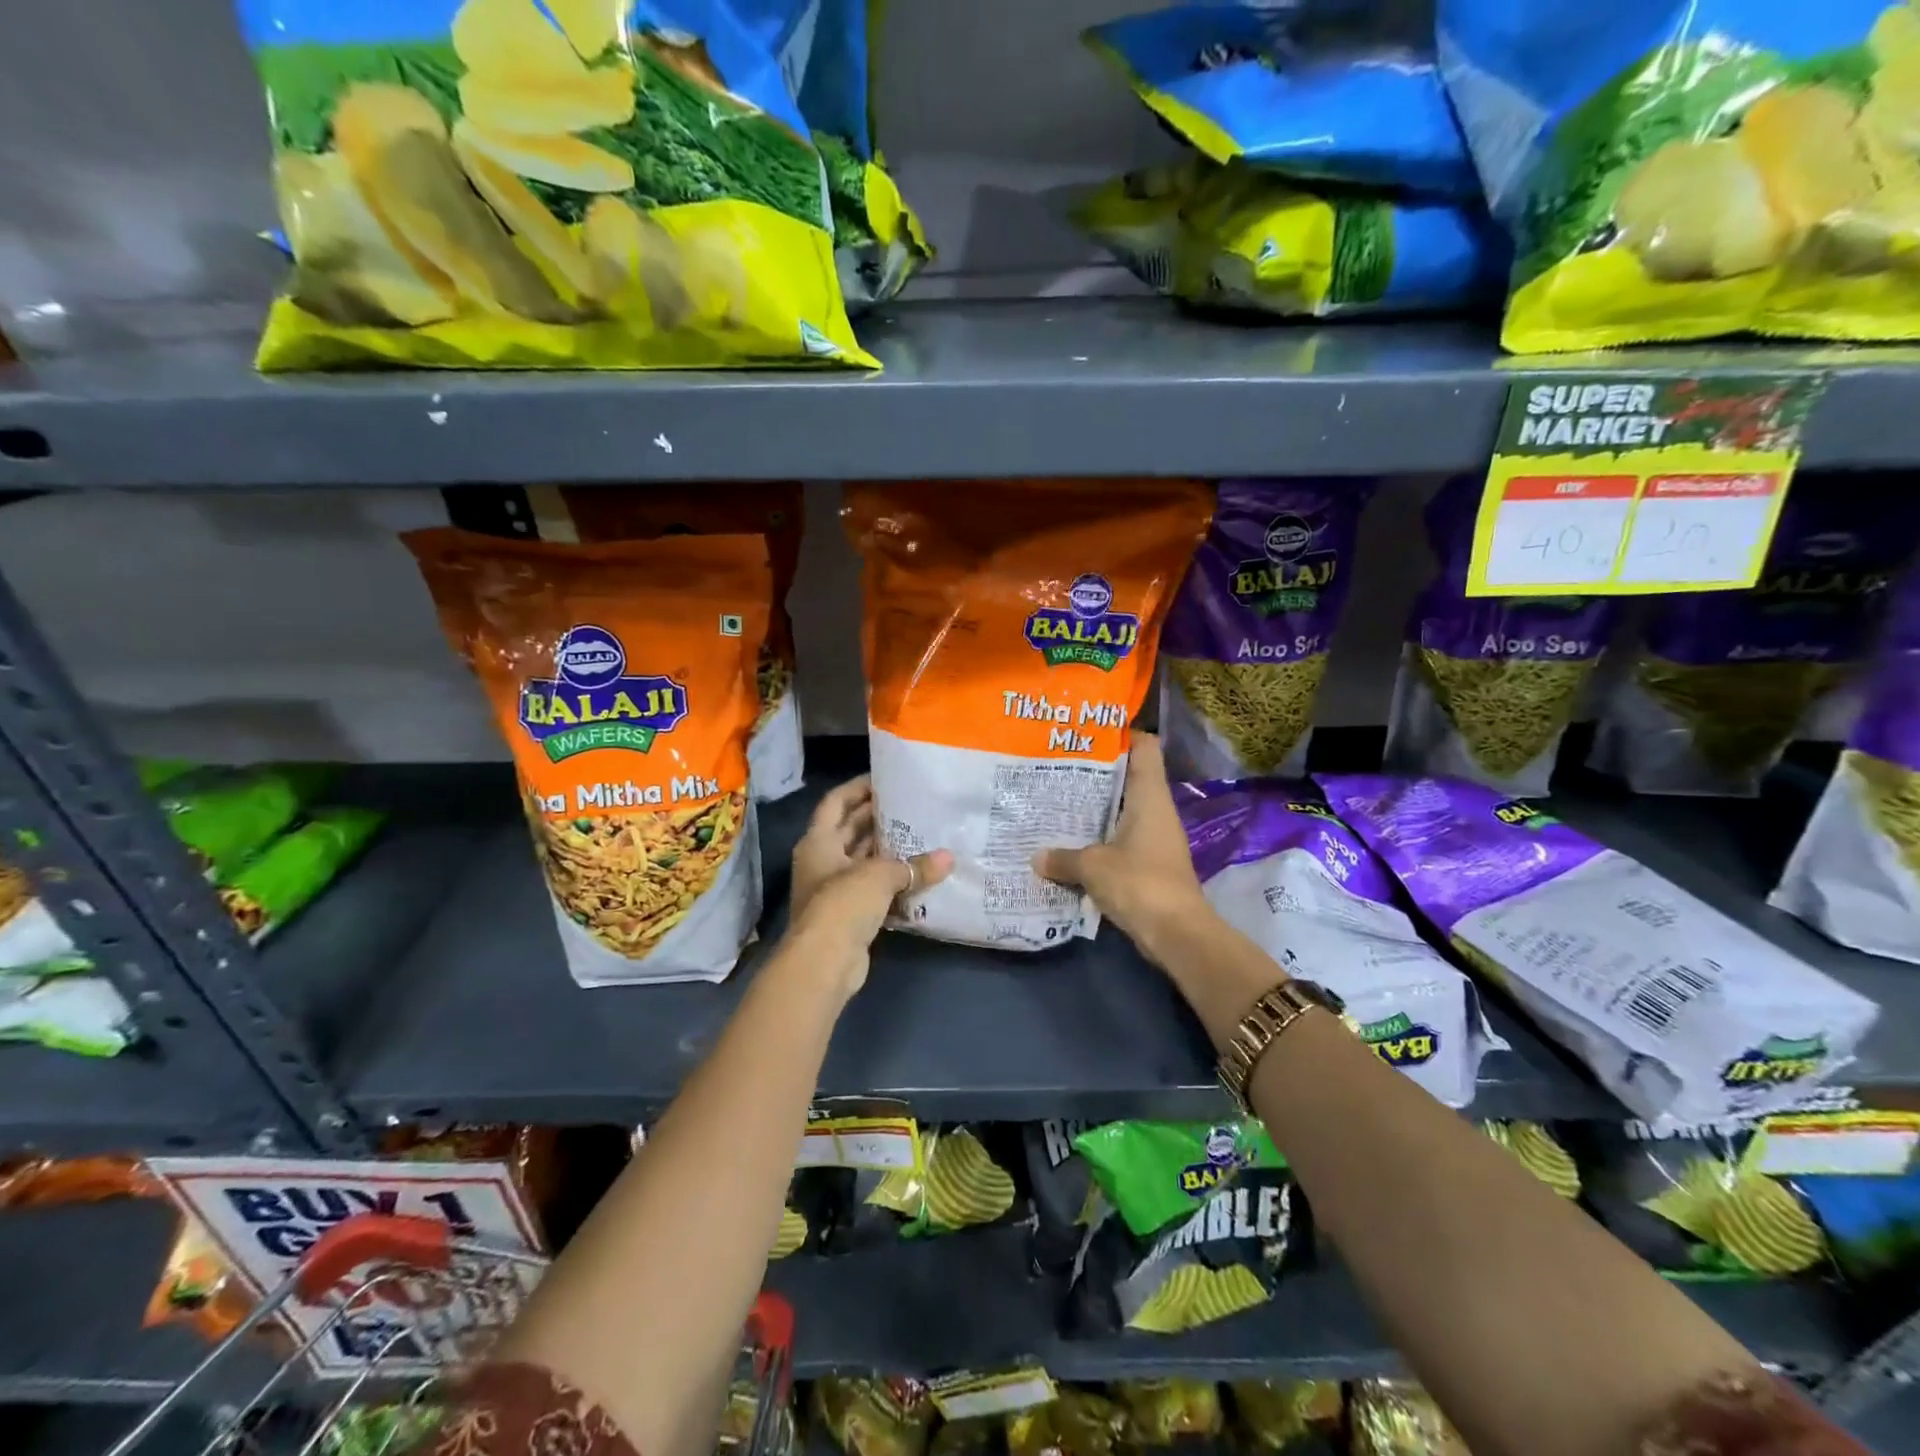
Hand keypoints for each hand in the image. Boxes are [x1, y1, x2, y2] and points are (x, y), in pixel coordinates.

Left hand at [789, 776, 951, 994]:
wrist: (824, 962)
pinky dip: (891, 881)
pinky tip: (918, 875)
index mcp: (819, 841)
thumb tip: (949, 859)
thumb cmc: (843, 904)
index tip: (884, 779)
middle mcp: (822, 860)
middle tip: (911, 804)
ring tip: (921, 834)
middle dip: (877, 817)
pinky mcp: (847, 913)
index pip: (836, 802)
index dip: (857, 788)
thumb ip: (915, 866)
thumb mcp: (881, 876)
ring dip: (887, 850)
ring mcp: (833, 888)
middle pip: (850, 830)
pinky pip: (872, 888)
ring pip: (863, 859)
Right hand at [1032, 733, 1212, 966]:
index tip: (1087, 733)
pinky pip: (1121, 840)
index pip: (1144, 747)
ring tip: (1056, 802)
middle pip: (1129, 778)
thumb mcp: (1092, 866)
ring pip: (1122, 811)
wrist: (1177, 933)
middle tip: (1057, 768)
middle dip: (1095, 774)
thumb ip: (1063, 858)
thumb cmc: (1138, 883)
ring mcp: (1155, 838)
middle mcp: (1156, 810)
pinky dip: (1099, 838)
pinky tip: (1070, 843)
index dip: (1121, 734)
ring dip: (1095, 809)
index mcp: (1149, 796)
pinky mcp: (1150, 864)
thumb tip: (1036, 857)